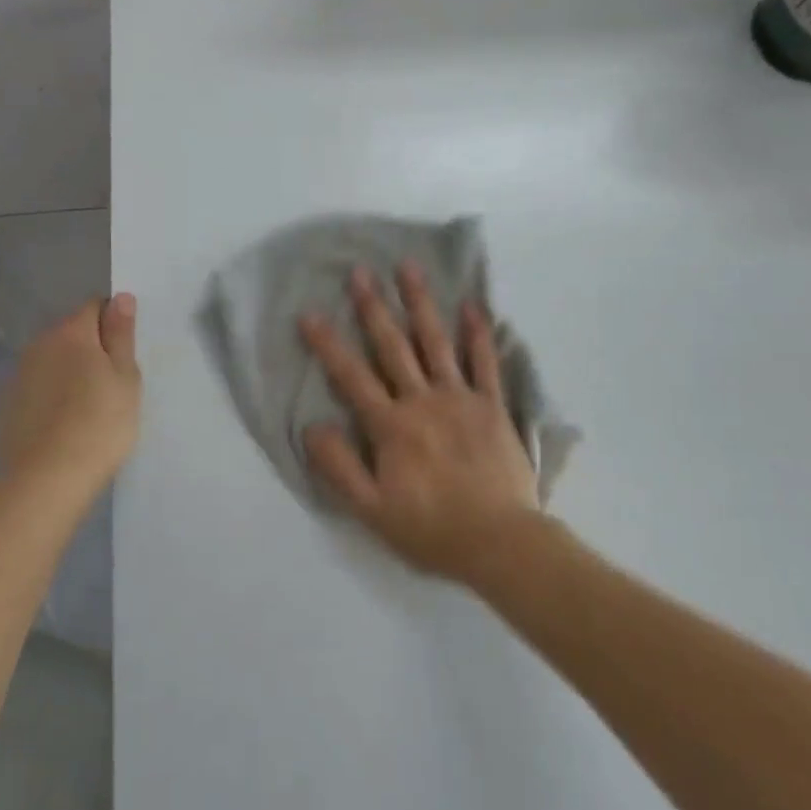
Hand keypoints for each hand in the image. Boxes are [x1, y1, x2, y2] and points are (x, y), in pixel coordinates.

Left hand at [0, 295, 141, 501]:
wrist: (46, 480)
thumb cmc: (99, 424)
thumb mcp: (125, 377)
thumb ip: (122, 334)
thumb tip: (121, 298)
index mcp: (72, 332)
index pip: (95, 307)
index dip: (114, 324)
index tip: (125, 354)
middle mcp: (39, 344)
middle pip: (71, 333)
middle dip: (90, 348)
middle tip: (112, 383)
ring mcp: (18, 375)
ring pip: (51, 361)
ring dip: (68, 372)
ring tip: (88, 407)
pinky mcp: (6, 406)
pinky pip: (36, 387)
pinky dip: (49, 396)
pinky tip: (62, 424)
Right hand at [298, 264, 539, 582]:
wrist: (500, 542)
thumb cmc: (432, 529)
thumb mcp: (372, 510)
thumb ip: (339, 467)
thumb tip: (311, 426)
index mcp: (391, 426)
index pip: (352, 377)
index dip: (328, 345)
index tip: (310, 312)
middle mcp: (422, 400)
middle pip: (393, 347)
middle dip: (373, 307)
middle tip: (360, 271)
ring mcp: (460, 397)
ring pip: (435, 342)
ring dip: (420, 303)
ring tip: (409, 267)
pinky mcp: (491, 405)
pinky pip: (484, 362)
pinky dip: (478, 333)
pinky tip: (472, 305)